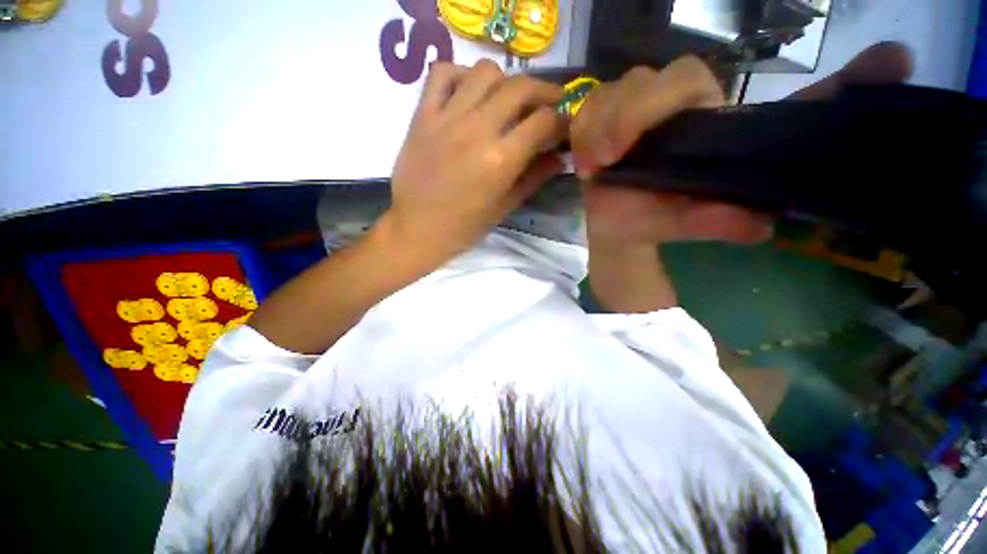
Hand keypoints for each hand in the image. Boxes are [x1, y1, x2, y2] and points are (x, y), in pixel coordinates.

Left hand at [383, 59, 564, 268]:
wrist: (417, 229)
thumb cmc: (464, 227)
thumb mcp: (504, 207)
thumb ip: (534, 178)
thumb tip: (560, 157)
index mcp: (500, 160)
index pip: (544, 121)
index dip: (562, 120)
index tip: (564, 126)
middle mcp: (477, 130)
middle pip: (520, 87)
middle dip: (544, 91)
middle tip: (549, 104)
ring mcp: (446, 118)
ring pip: (485, 72)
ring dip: (506, 81)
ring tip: (509, 100)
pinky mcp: (422, 115)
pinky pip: (442, 74)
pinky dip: (461, 74)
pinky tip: (470, 92)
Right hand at [572, 42, 913, 248]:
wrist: (613, 225)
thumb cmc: (648, 222)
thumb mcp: (686, 224)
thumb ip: (718, 220)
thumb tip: (759, 227)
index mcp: (716, 131)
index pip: (768, 96)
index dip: (834, 80)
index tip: (892, 62)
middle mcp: (683, 108)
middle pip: (674, 74)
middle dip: (641, 111)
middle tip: (616, 155)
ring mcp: (640, 108)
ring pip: (626, 85)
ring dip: (605, 122)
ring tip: (597, 163)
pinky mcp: (606, 117)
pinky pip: (591, 104)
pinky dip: (584, 129)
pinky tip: (583, 161)